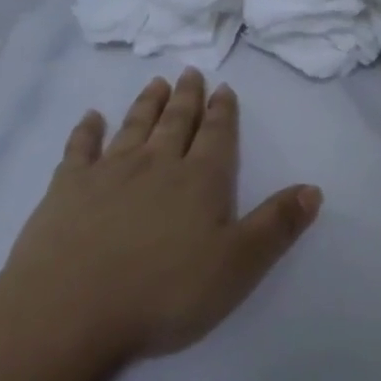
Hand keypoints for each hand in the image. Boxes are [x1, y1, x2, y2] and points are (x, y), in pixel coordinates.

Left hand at [0, 70, 321, 367]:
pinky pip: (80, 147)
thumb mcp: (237, 266)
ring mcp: (108, 172)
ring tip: (156, 83)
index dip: (223, 112)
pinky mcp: (67, 187)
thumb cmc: (164, 293)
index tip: (223, 88)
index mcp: (199, 181)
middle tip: (190, 72)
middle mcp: (156, 165)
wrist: (71, 308)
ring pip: (133, 126)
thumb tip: (312, 188)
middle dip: (187, 98)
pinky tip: (91, 117)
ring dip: (146, 104)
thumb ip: (276, 225)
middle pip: (176, 123)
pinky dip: (87, 129)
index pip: (217, 137)